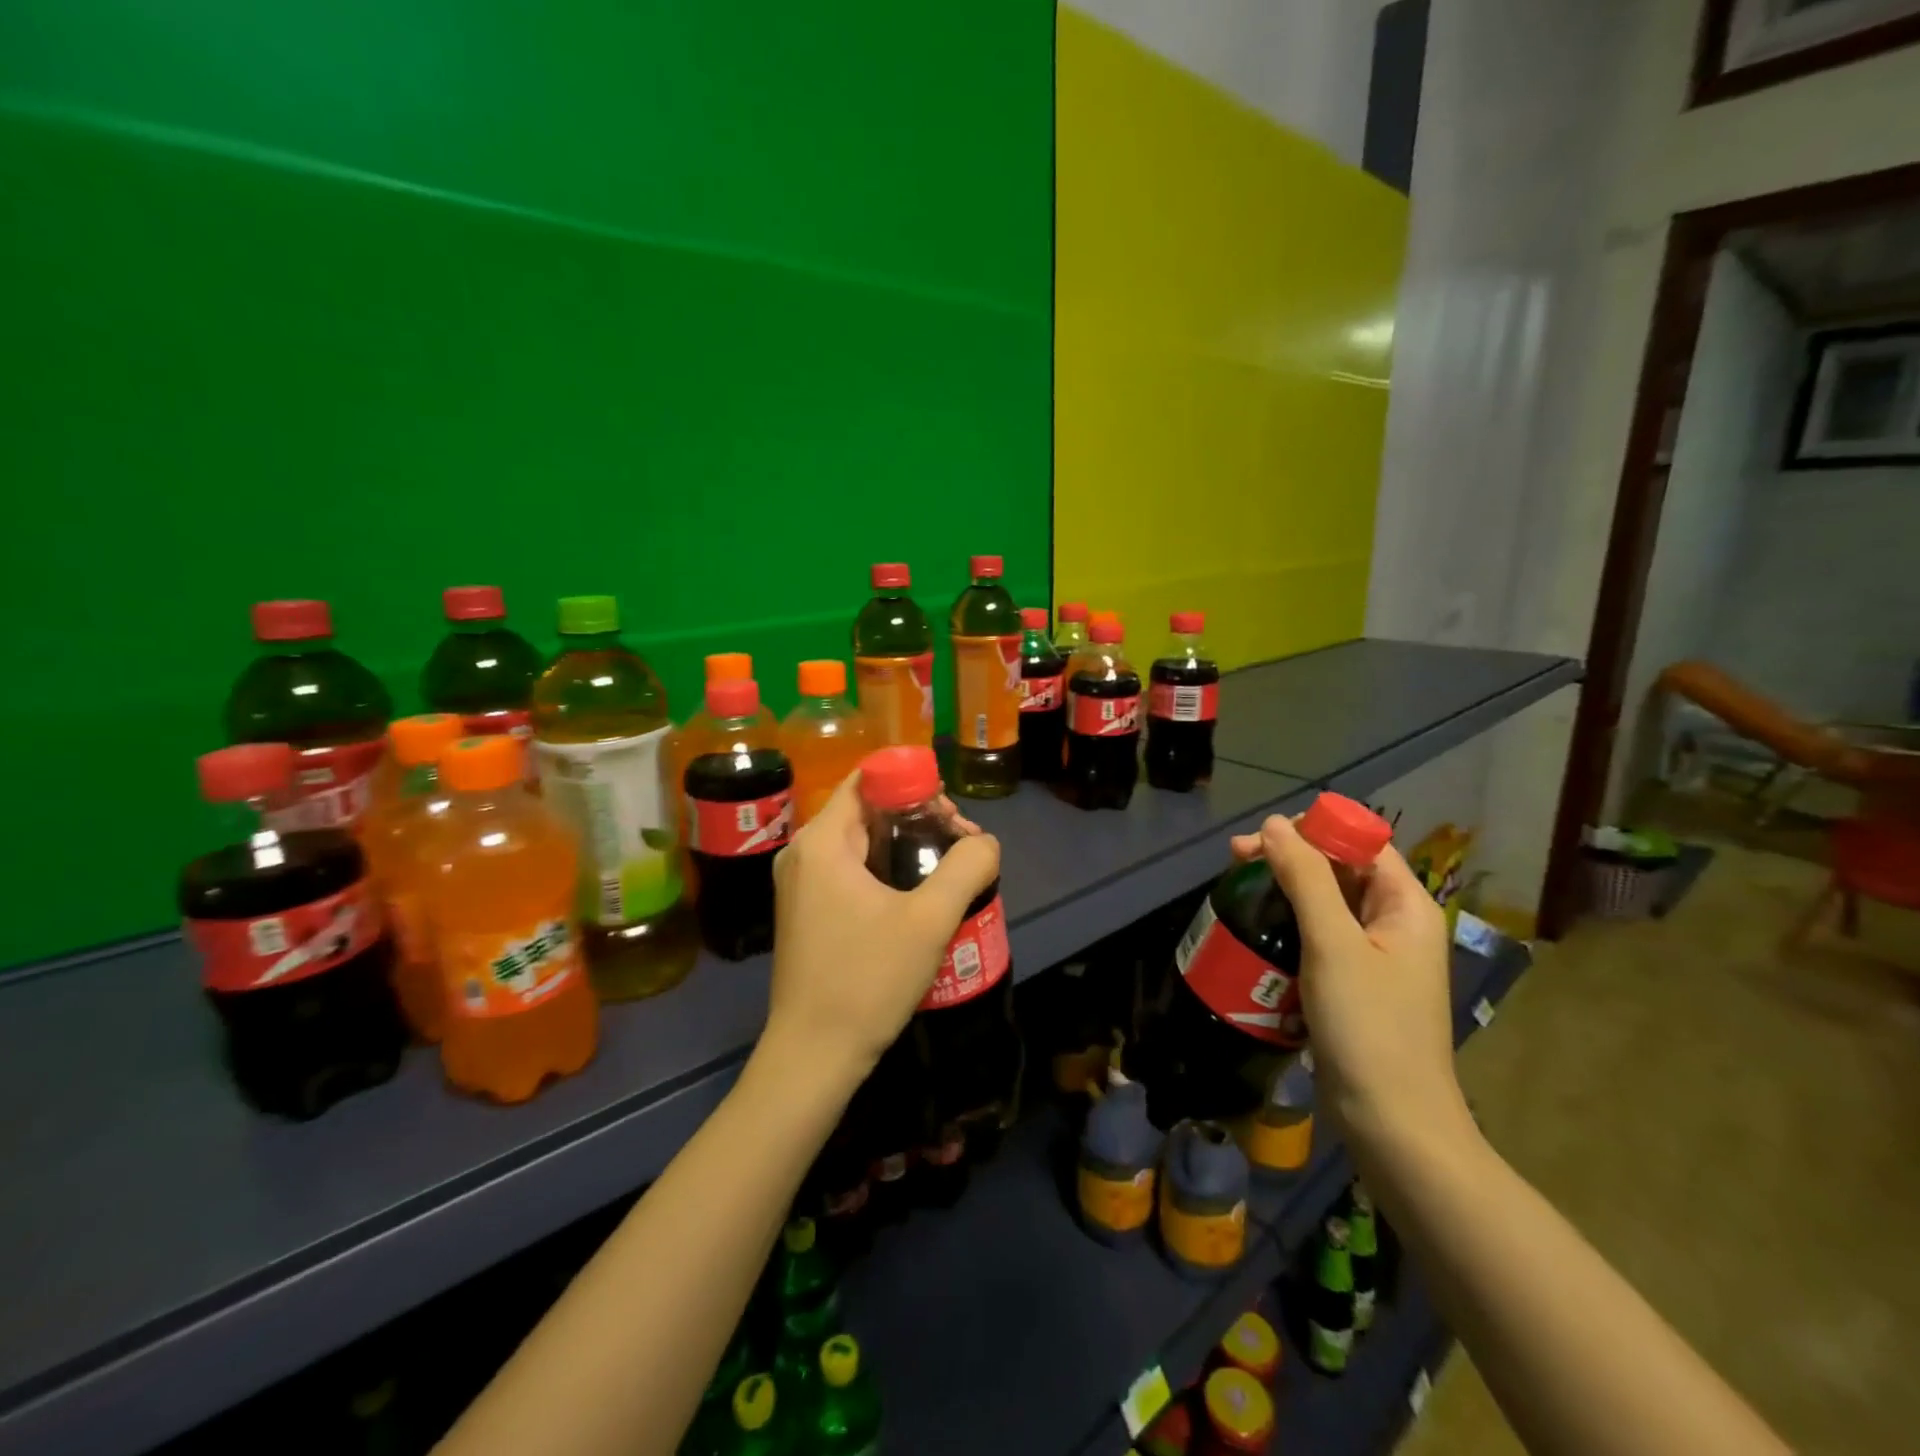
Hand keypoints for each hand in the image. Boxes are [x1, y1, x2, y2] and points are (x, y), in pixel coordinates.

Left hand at [764, 772, 1000, 1089]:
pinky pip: (851, 870)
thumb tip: (985, 842)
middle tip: (960, 844)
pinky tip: (918, 896)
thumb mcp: (929, 920)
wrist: (814, 1056)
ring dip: (906, 846)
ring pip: (862, 842)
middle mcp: (803, 853)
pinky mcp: (808, 911)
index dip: (913, 783)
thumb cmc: (867, 980)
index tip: (951, 814)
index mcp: (822, 841)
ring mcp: (801, 884)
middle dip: (917, 817)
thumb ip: (967, 867)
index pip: (868, 780)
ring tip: (949, 870)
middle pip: (867, 810)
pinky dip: (886, 870)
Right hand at [1229, 815, 1468, 1150]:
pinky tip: (1256, 931)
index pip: (1361, 842)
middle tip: (1236, 861)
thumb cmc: (1369, 1027)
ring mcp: (1373, 956)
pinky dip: (1287, 925)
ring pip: (1324, 903)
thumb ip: (1305, 879)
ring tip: (1238, 892)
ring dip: (1282, 891)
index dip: (1312, 830)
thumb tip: (1274, 824)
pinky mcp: (1351, 983)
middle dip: (1288, 858)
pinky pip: (1317, 936)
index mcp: (1405, 905)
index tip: (1260, 840)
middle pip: (1339, 869)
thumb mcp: (1332, 944)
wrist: (1392, 1124)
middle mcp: (1394, 923)